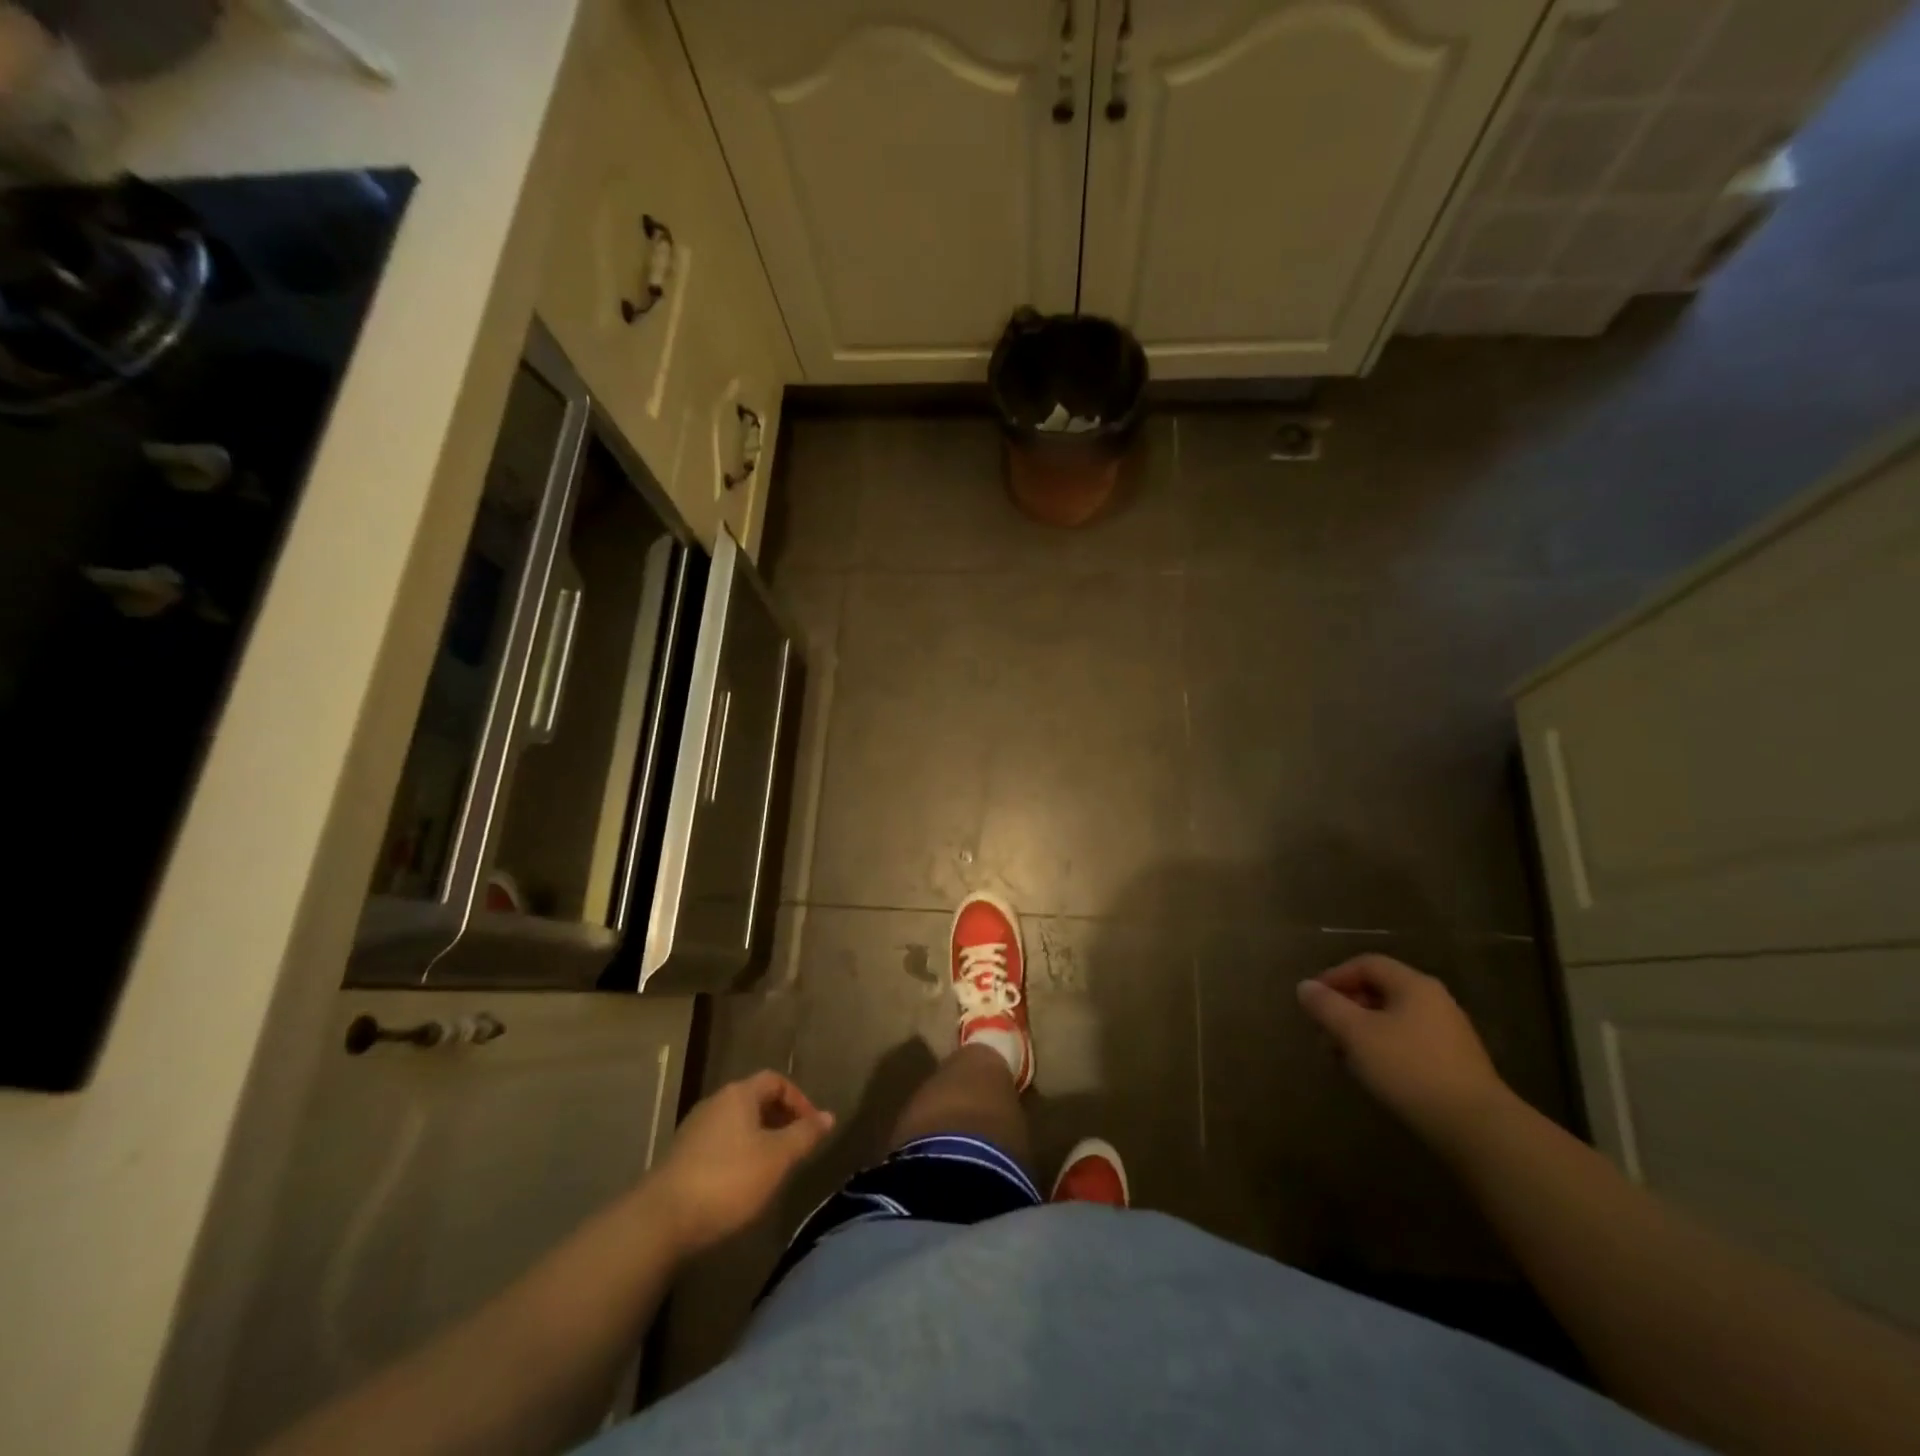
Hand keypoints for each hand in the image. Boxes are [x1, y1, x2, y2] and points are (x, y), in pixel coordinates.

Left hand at [648, 1071, 833, 1255]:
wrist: (661, 1221)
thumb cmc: (728, 1180)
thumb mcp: (777, 1158)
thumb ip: (805, 1134)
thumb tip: (829, 1116)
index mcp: (739, 1094)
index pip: (775, 1081)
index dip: (799, 1100)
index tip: (813, 1127)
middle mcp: (715, 1103)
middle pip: (755, 1100)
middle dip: (780, 1119)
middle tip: (796, 1147)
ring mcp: (694, 1130)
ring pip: (737, 1124)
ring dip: (759, 1139)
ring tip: (773, 1168)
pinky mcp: (681, 1157)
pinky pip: (720, 1144)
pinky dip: (738, 1155)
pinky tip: (742, 1184)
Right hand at [1296, 955, 1512, 1148]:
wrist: (1476, 1128)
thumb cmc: (1409, 1069)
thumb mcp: (1356, 1034)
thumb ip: (1326, 1006)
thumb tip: (1305, 987)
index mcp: (1413, 985)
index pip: (1366, 964)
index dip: (1334, 976)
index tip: (1311, 1001)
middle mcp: (1434, 1001)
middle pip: (1379, 991)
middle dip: (1345, 1009)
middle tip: (1323, 1033)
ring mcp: (1448, 1033)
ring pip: (1392, 1020)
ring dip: (1360, 1032)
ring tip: (1342, 1058)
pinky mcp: (1455, 1064)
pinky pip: (1408, 1043)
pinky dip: (1382, 1049)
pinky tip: (1372, 1074)